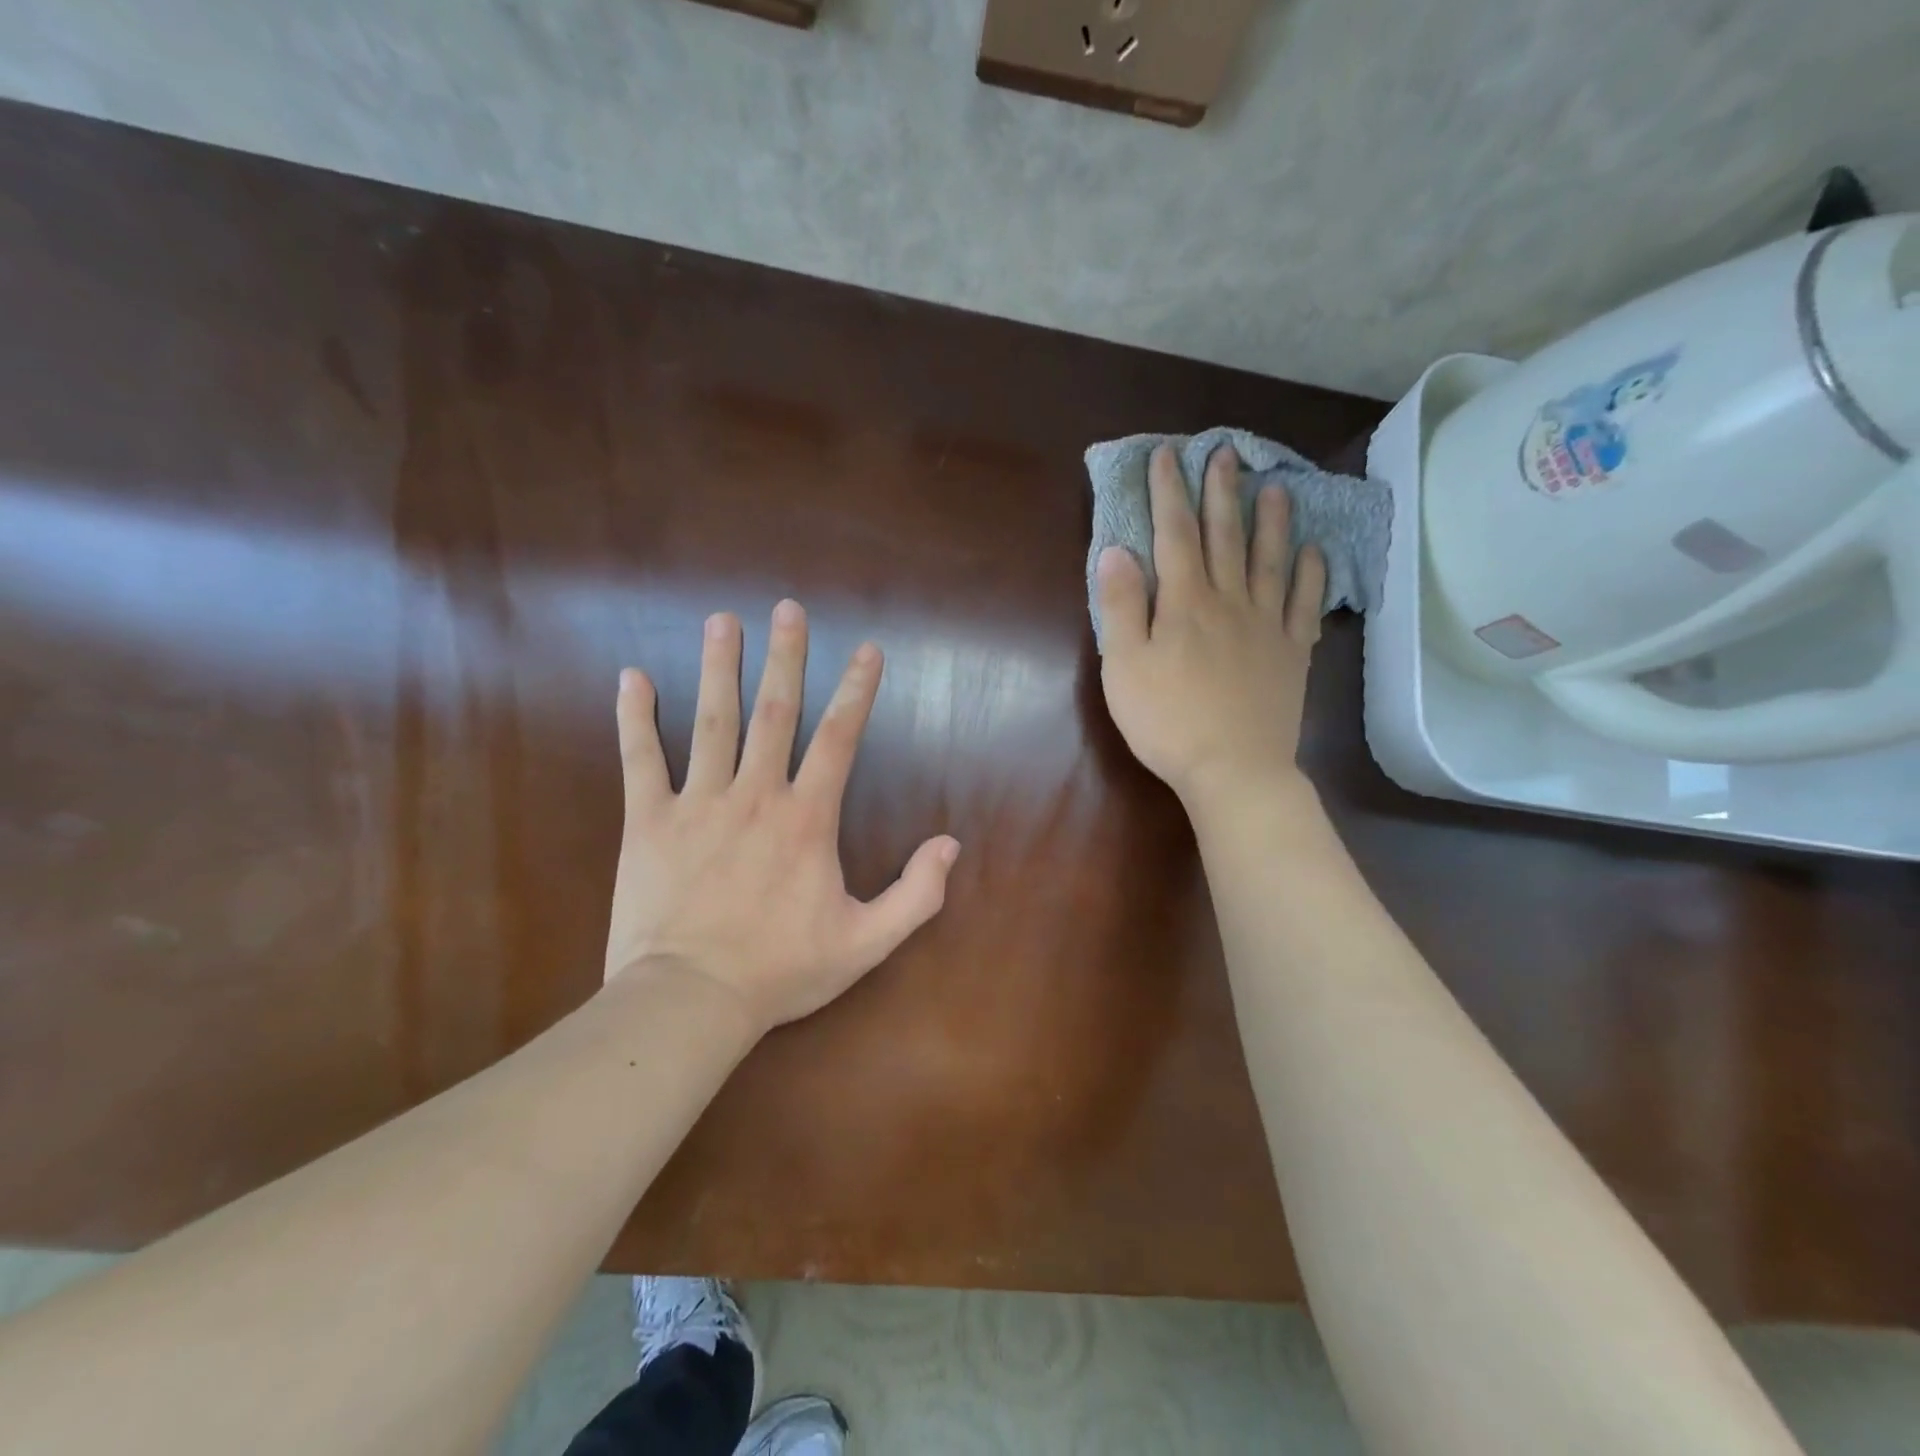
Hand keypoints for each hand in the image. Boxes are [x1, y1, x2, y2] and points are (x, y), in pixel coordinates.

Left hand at [605, 601, 959, 1034]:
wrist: (691, 1000)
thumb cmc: (781, 970)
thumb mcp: (866, 942)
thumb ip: (916, 894)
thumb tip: (951, 844)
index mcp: (807, 818)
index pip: (839, 738)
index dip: (857, 690)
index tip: (867, 649)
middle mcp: (755, 795)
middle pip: (774, 712)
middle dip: (784, 657)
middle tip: (787, 609)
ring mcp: (698, 803)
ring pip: (711, 722)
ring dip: (718, 668)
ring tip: (722, 621)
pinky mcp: (648, 822)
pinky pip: (639, 759)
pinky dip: (634, 717)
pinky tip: (630, 678)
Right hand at [1097, 444, 1326, 809]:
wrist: (1233, 768)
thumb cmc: (1167, 721)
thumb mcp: (1124, 666)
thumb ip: (1120, 606)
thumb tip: (1116, 550)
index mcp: (1184, 603)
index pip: (1174, 535)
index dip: (1169, 493)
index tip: (1168, 456)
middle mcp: (1229, 602)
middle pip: (1225, 537)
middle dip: (1220, 493)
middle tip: (1225, 453)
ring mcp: (1266, 626)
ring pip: (1270, 561)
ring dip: (1271, 521)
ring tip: (1275, 486)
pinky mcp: (1292, 653)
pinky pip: (1304, 603)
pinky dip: (1310, 574)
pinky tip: (1314, 551)